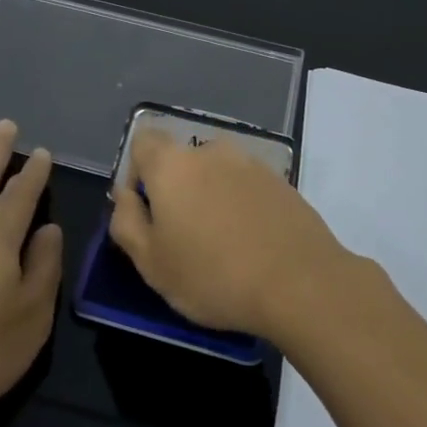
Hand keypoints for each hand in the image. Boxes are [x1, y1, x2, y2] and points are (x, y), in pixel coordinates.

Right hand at [109, 130, 352, 339]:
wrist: (302, 284)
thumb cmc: (214, 276)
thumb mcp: (151, 263)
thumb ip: (127, 222)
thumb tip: (124, 195)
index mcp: (172, 164)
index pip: (143, 142)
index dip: (138, 173)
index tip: (147, 211)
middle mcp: (211, 151)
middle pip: (182, 160)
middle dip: (177, 190)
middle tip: (184, 237)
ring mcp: (251, 163)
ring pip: (217, 174)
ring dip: (211, 197)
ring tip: (222, 244)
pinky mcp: (282, 182)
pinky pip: (247, 187)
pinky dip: (242, 206)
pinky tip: (252, 244)